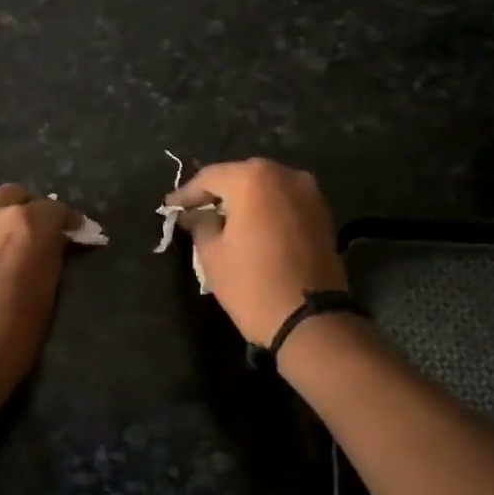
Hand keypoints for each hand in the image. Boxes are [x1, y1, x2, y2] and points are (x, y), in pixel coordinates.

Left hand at [0, 185, 83, 426]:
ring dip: (5, 215)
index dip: (71, 224)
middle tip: (43, 236)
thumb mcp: (46, 298)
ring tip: (11, 241)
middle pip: (19, 197)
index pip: (57, 211)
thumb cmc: (8, 338)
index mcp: (28, 225)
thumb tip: (55, 245)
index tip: (80, 237)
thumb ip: (51, 259)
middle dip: (34, 211)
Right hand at [167, 159, 347, 344]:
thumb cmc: (252, 284)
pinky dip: (266, 209)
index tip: (170, 208)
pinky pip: (284, 201)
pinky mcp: (323, 214)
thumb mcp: (212, 254)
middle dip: (217, 193)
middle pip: (240, 176)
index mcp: (253, 179)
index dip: (186, 194)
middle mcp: (285, 174)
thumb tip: (193, 215)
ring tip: (223, 219)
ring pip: (266, 187)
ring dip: (244, 200)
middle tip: (195, 210)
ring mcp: (310, 193)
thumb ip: (199, 224)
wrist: (311, 320)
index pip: (209, 177)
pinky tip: (251, 226)